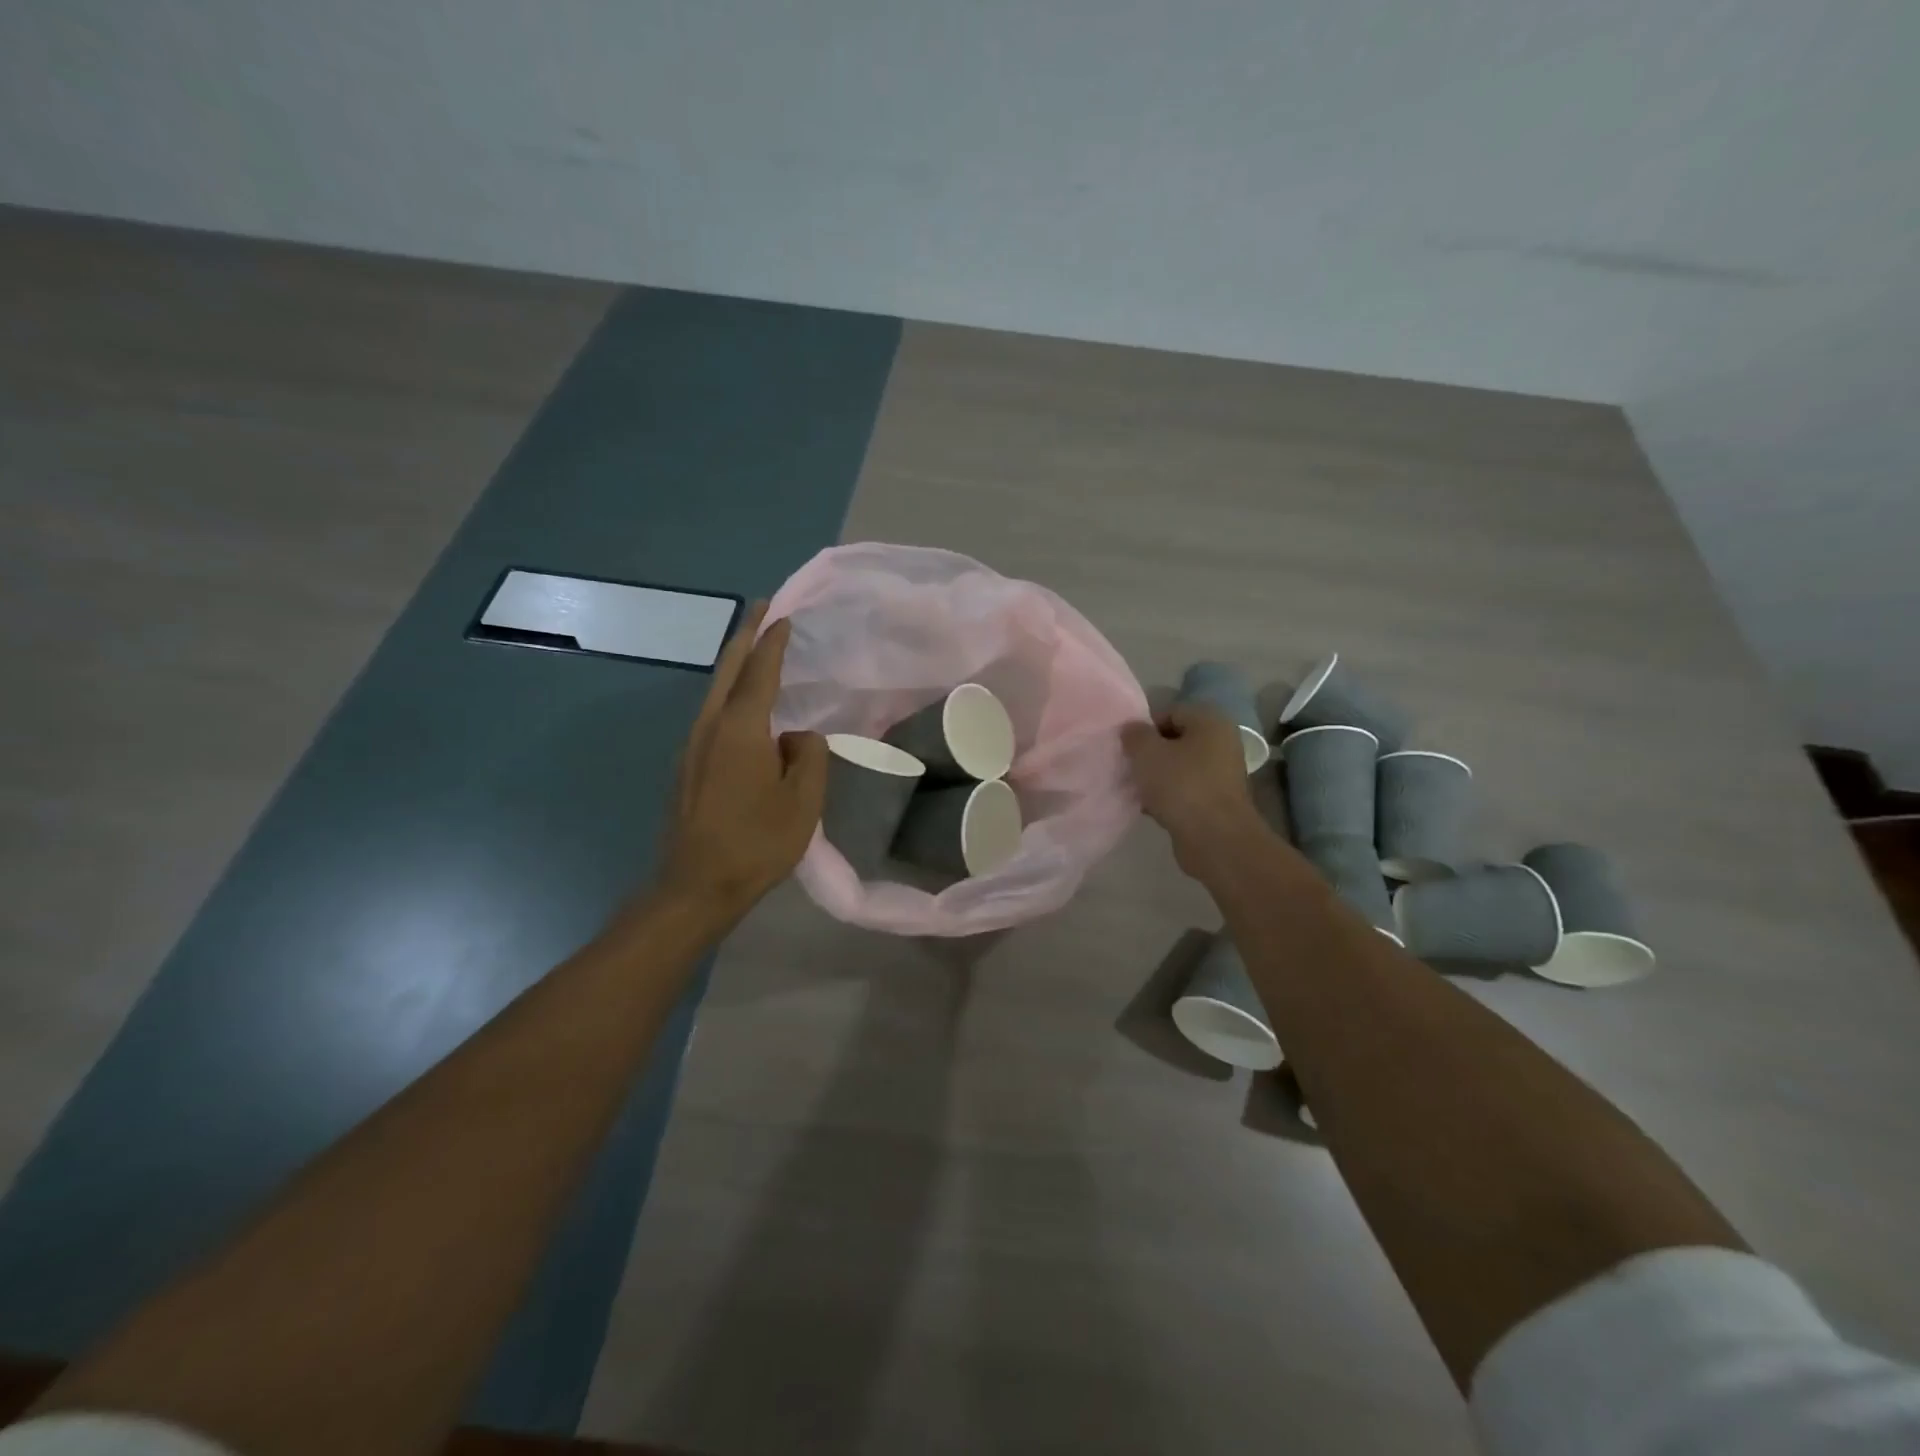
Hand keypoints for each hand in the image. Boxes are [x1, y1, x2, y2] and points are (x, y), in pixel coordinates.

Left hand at [653, 602, 827, 922]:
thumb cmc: (756, 843)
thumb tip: (796, 737)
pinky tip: (745, 705)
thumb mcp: (802, 801)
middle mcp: (709, 727)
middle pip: (727, 670)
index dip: (773, 641)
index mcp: (740, 729)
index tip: (783, 614)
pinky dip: (730, 694)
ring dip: (736, 664)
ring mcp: (692, 746)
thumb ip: (808, 756)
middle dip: (745, 636)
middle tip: (762, 609)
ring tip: (756, 649)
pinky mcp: (687, 766)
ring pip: (715, 691)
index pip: (759, 672)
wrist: (695, 886)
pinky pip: (712, 715)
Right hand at [1122, 704, 1266, 876]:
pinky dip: (1167, 796)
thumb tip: (1132, 729)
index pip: (1170, 712)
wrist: (1215, 839)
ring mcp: (1222, 774)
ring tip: (1136, 790)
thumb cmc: (1181, 785)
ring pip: (1179, 767)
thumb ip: (1134, 734)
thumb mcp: (1147, 753)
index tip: (1127, 748)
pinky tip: (1149, 808)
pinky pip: (1185, 791)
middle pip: (1175, 740)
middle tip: (1129, 767)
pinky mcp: (1217, 802)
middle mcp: (1222, 743)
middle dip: (1150, 754)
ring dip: (1156, 777)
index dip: (1145, 728)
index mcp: (1211, 722)